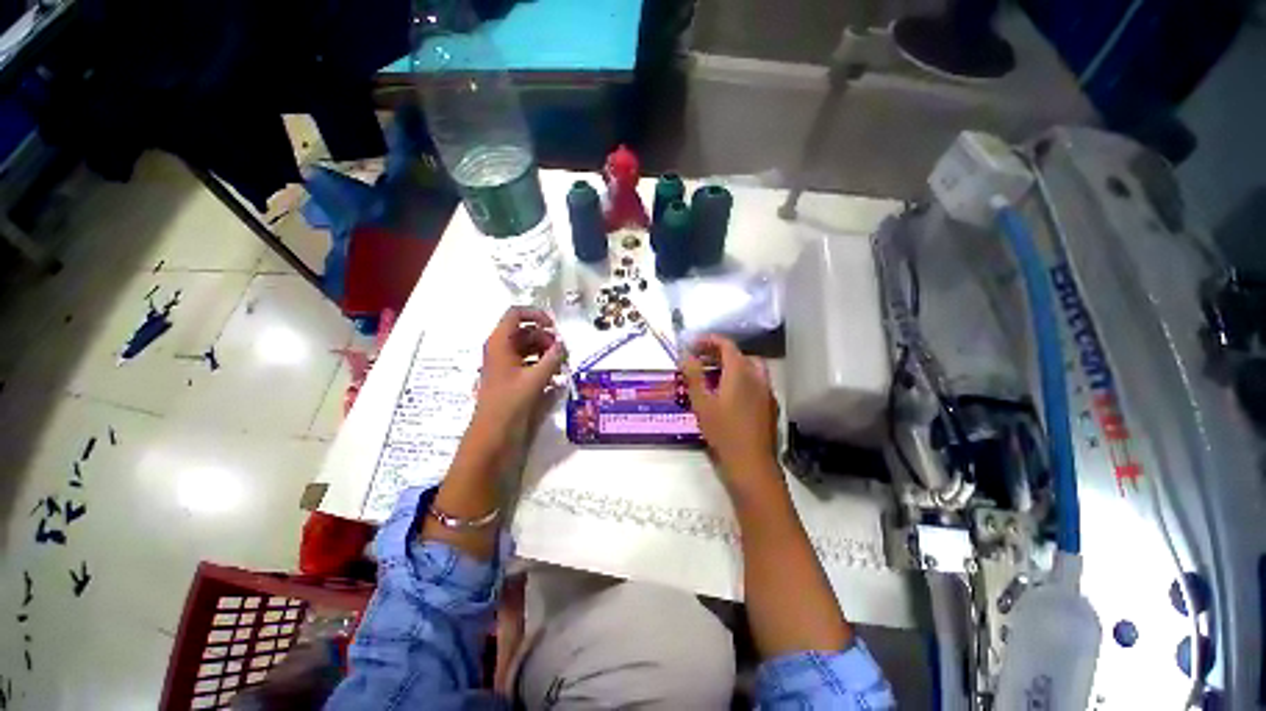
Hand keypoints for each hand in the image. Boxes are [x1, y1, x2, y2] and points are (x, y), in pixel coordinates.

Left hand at [472, 307, 565, 435]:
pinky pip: (528, 361)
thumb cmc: (510, 402)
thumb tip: (563, 344)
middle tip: (562, 352)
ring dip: (546, 352)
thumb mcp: (535, 378)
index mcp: (500, 342)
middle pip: (526, 331)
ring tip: (561, 365)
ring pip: (529, 347)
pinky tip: (555, 376)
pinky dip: (542, 364)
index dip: (536, 315)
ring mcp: (506, 363)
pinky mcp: (511, 377)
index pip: (516, 314)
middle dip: (546, 338)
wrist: (493, 434)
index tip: (555, 327)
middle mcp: (501, 348)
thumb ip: (552, 358)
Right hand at [681, 335, 780, 493]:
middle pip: (739, 355)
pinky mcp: (769, 406)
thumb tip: (686, 356)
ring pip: (750, 369)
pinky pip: (755, 383)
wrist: (751, 465)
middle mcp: (758, 377)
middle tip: (701, 361)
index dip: (709, 340)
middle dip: (719, 353)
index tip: (693, 345)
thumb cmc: (724, 432)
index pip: (727, 345)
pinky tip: (729, 395)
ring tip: (712, 377)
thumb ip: (693, 376)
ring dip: (731, 366)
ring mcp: (767, 392)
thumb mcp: (702, 403)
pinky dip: (741, 379)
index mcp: (741, 373)